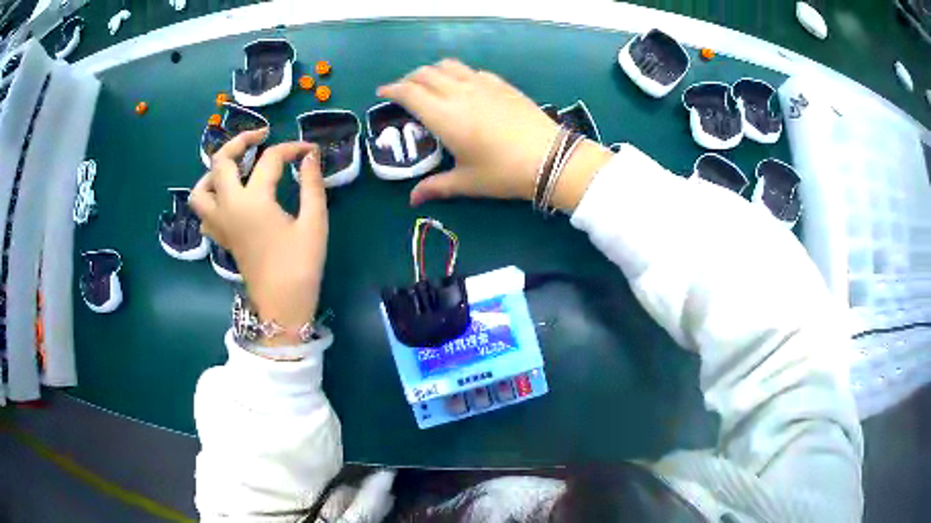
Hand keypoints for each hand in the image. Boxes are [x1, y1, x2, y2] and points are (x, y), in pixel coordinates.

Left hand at [190, 129, 327, 346]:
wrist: (282, 306)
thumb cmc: (300, 265)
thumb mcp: (314, 223)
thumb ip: (311, 184)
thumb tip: (309, 156)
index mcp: (253, 201)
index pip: (270, 160)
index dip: (292, 149)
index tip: (309, 150)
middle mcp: (229, 207)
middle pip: (221, 162)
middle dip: (240, 141)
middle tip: (260, 137)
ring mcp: (221, 224)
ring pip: (200, 190)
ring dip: (214, 172)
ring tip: (235, 168)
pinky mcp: (222, 238)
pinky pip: (204, 213)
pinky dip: (212, 199)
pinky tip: (230, 200)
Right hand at [378, 59, 613, 210]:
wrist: (550, 159)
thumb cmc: (503, 173)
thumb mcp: (467, 182)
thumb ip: (436, 187)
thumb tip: (413, 200)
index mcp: (444, 116)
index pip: (409, 92)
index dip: (392, 89)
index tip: (382, 92)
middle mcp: (458, 93)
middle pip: (425, 74)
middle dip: (408, 79)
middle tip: (403, 91)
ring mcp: (482, 84)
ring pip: (448, 66)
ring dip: (432, 71)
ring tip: (428, 84)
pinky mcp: (501, 83)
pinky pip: (470, 70)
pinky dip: (457, 73)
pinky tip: (462, 85)